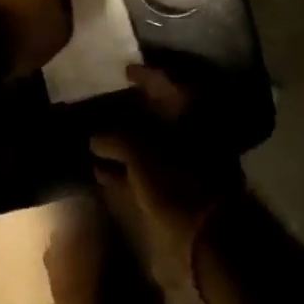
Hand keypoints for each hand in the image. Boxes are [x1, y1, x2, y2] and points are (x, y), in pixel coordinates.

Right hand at [90, 65, 244, 288]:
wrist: (209, 234)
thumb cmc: (177, 179)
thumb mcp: (139, 151)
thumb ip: (114, 138)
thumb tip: (94, 137)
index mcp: (191, 110)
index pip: (167, 80)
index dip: (145, 73)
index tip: (125, 69)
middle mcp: (192, 130)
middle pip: (160, 112)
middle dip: (134, 109)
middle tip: (107, 103)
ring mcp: (188, 161)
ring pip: (153, 143)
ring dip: (126, 142)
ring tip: (95, 140)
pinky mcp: (180, 190)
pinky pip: (149, 171)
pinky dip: (127, 169)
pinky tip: (101, 172)